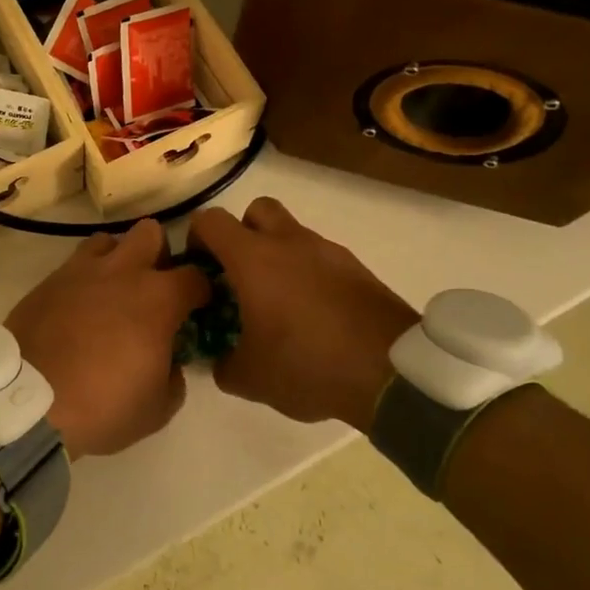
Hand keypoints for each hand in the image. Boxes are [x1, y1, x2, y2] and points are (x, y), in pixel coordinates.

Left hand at [5, 220, 208, 458]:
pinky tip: (80, 306)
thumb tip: (171, 362)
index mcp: (158, 298)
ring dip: (118, 258)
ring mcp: (82, 270)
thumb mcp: (158, 408)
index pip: (196, 276)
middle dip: (158, 254)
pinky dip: (85, 277)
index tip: (198, 308)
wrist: (29, 400)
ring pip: (109, 239)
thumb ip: (174, 377)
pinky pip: (75, 264)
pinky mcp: (50, 279)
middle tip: (154, 287)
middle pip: (151, 232)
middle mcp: (123, 271)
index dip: (202, 290)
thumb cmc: (103, 405)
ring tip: (113, 291)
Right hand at [189, 198, 419, 430]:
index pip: (210, 221)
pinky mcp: (357, 268)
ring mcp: (327, 251)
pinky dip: (310, 274)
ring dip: (279, 256)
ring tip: (280, 302)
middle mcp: (288, 242)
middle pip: (256, 210)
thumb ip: (225, 365)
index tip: (199, 269)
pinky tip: (315, 315)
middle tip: (241, 274)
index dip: (197, 239)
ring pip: (292, 234)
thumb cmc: (308, 364)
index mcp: (253, 258)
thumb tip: (221, 362)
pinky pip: (321, 258)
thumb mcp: (252, 379)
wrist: (392, 371)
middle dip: (243, 234)